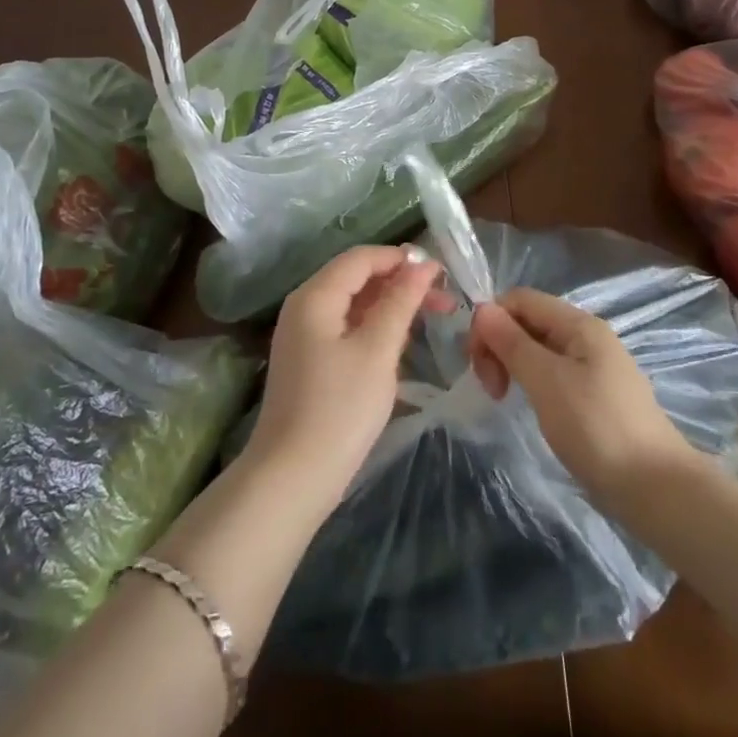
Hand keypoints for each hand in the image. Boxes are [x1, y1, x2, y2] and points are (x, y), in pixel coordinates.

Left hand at [244, 245, 447, 513]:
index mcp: (315, 296)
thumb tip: (422, 263)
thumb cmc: (339, 409)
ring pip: (354, 304)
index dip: (401, 259)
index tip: (442, 272)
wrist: (292, 478)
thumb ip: (400, 302)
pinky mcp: (309, 361)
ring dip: (392, 306)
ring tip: (433, 318)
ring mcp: (303, 335)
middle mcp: (304, 306)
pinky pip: (346, 327)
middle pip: (357, 278)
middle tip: (446, 301)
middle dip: (401, 283)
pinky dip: (376, 327)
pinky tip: (402, 342)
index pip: (361, 258)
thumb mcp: (377, 350)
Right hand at [469, 287, 695, 499]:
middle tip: (490, 388)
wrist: (657, 490)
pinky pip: (553, 373)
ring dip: (513, 365)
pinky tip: (530, 405)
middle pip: (528, 321)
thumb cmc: (597, 428)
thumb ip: (512, 343)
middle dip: (500, 345)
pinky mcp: (595, 395)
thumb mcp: (547, 381)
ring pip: (539, 349)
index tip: (477, 363)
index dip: (491, 321)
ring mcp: (594, 367)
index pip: (520, 299)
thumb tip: (482, 308)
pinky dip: (532, 382)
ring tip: (504, 398)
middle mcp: (587, 337)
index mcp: (579, 324)